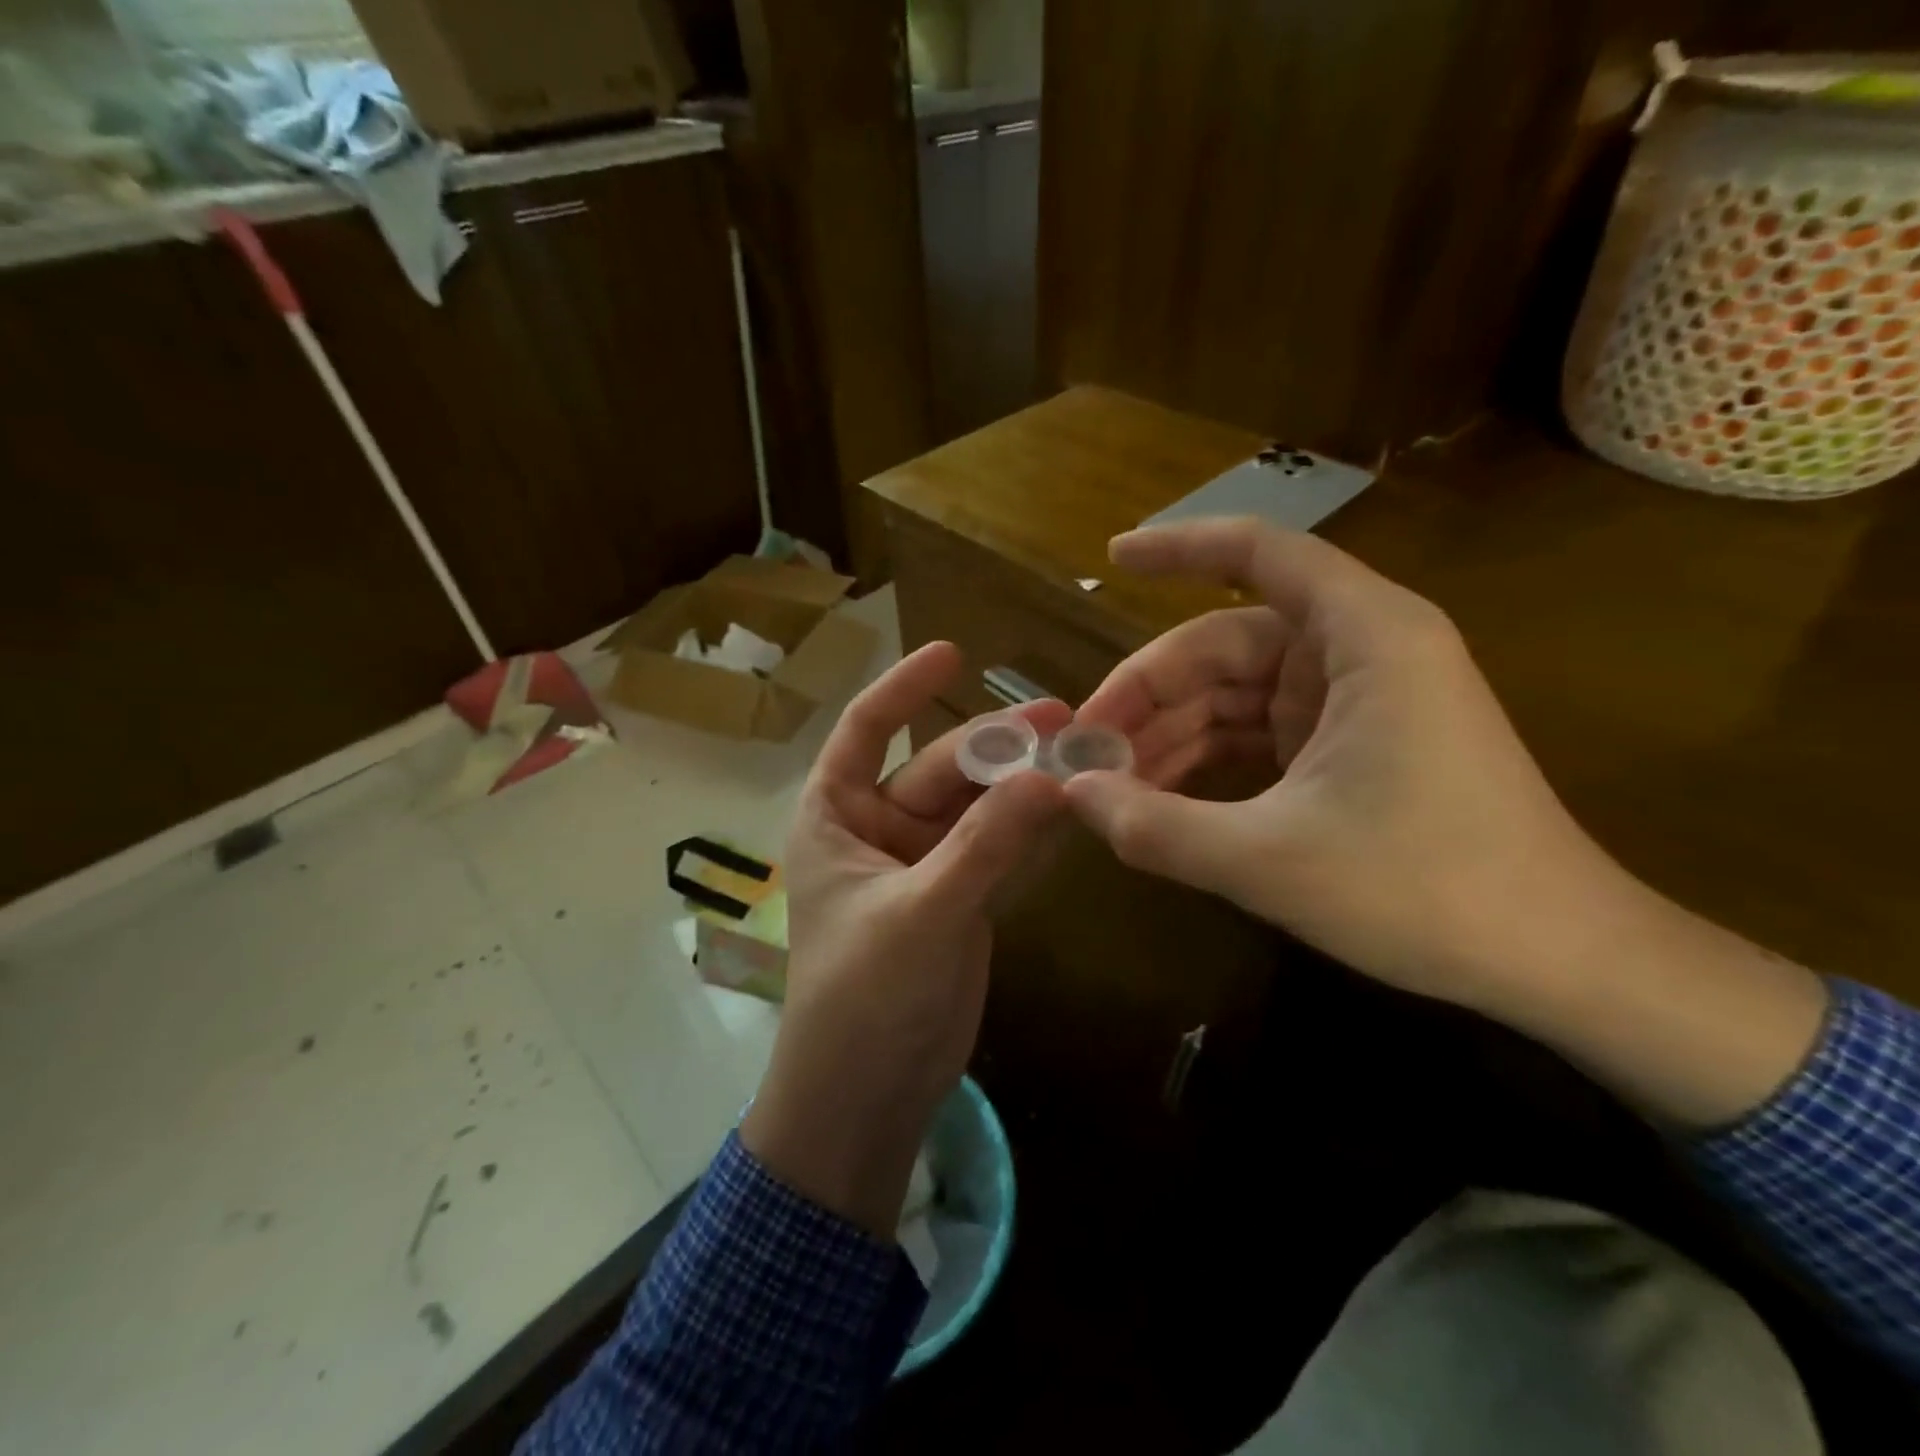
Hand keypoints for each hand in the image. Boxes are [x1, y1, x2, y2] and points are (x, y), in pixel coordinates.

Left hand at [741, 643, 1067, 1236]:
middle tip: (1063, 716)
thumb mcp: (922, 912)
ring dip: (1021, 783)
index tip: (954, 652)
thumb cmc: (864, 997)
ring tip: (1081, 752)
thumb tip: (1049, 777)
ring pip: (976, 807)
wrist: (868, 1096)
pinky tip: (1072, 804)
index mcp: (835, 817)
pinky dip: (1030, 828)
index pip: (864, 730)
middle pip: (939, 768)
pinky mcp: (959, 899)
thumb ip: (985, 844)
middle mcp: (876, 830)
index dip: (904, 688)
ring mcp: (923, 865)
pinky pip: (997, 847)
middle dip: (995, 744)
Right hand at [1067, 517, 1631, 1012]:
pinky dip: (1205, 760)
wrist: (1558, 961)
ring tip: (1106, 785)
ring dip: (1169, 734)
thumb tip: (1071, 794)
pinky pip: (1256, 734)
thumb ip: (1156, 826)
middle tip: (1081, 747)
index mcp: (1363, 639)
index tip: (1109, 559)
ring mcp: (1354, 701)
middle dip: (1148, 692)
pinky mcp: (1349, 746)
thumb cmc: (1427, 891)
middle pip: (1224, 643)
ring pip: (1234, 694)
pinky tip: (1156, 798)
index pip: (1258, 553)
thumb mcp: (1269, 861)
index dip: (1178, 547)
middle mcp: (1359, 652)